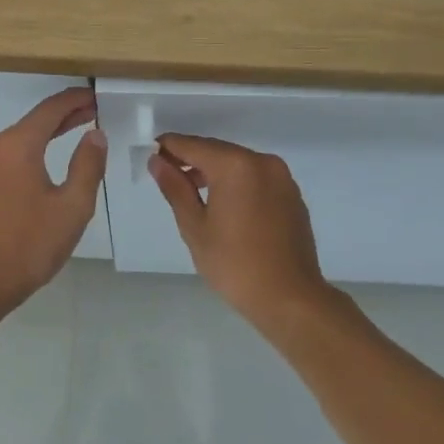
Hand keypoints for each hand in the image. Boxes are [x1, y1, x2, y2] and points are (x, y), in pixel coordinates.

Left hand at [0, 87, 107, 322]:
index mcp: (15, 145)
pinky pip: (5, 155)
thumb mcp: (71, 208)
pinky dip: (28, 151)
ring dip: (45, 134)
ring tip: (75, 133)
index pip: (50, 109)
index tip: (96, 97)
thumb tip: (95, 135)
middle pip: (32, 122)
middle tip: (93, 113)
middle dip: (63, 116)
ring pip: (17, 139)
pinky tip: (44, 161)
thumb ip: (87, 166)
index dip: (75, 100)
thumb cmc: (27, 247)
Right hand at [149, 134, 333, 320]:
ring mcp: (281, 177)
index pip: (193, 145)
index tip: (151, 157)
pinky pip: (256, 177)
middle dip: (191, 159)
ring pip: (238, 163)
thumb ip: (175, 188)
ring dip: (214, 170)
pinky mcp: (291, 194)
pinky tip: (224, 205)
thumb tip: (157, 161)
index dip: (169, 148)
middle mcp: (262, 161)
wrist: (290, 299)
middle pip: (217, 150)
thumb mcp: (195, 226)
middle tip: (168, 176)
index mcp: (235, 165)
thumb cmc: (234, 264)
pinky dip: (236, 182)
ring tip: (192, 192)